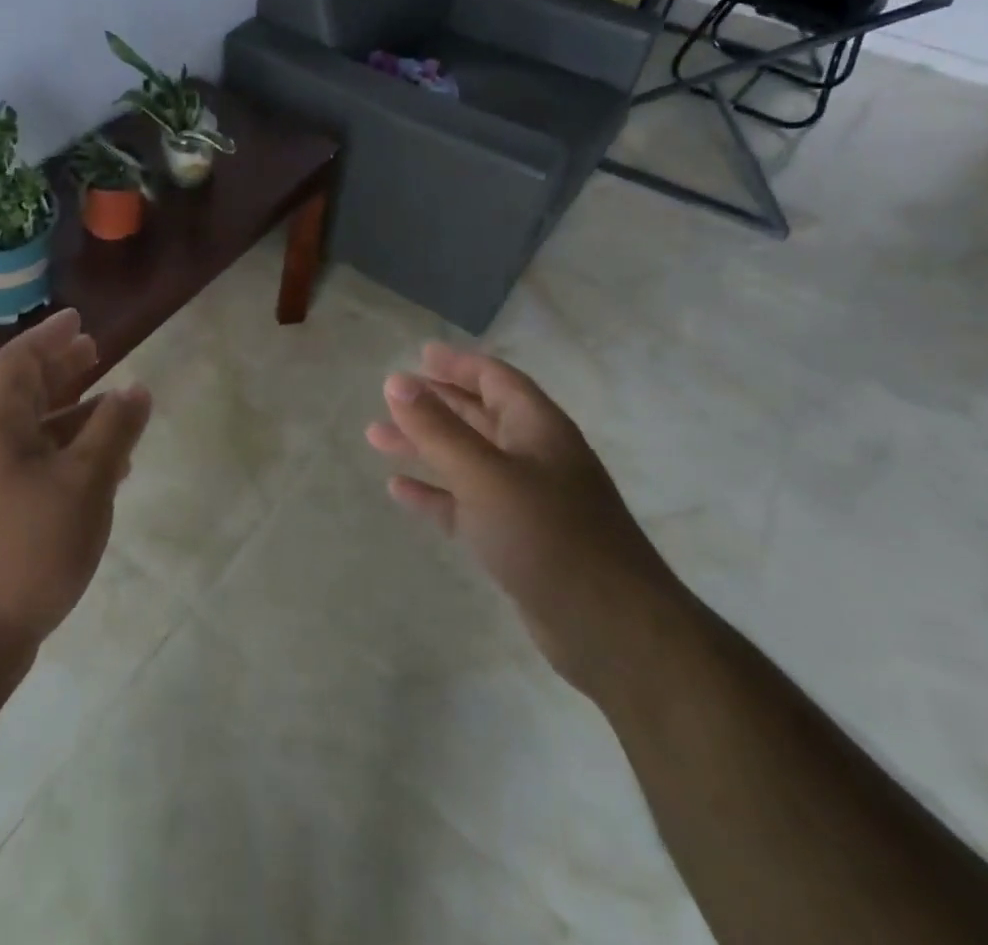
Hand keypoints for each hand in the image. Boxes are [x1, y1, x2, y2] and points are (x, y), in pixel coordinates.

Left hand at [0, 309, 152, 670]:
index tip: (79, 319)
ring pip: (35, 432)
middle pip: (24, 392)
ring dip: (73, 413)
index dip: (49, 336)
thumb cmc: (25, 548)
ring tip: (113, 408)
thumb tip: (136, 386)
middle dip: (61, 368)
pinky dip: (70, 455)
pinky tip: (103, 471)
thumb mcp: (83, 483)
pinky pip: (38, 466)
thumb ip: (112, 431)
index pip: (19, 362)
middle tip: (96, 351)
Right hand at [367, 343, 683, 695]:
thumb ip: (437, 429)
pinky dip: (434, 493)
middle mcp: (534, 456)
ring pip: (466, 459)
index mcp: (537, 428)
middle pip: (477, 416)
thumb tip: (396, 381)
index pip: (495, 379)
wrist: (611, 630)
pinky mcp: (516, 539)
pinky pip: (465, 504)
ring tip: (375, 438)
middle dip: (433, 405)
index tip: (420, 356)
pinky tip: (399, 489)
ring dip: (424, 446)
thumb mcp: (484, 475)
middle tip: (389, 397)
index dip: (458, 364)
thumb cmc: (548, 536)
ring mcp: (526, 500)